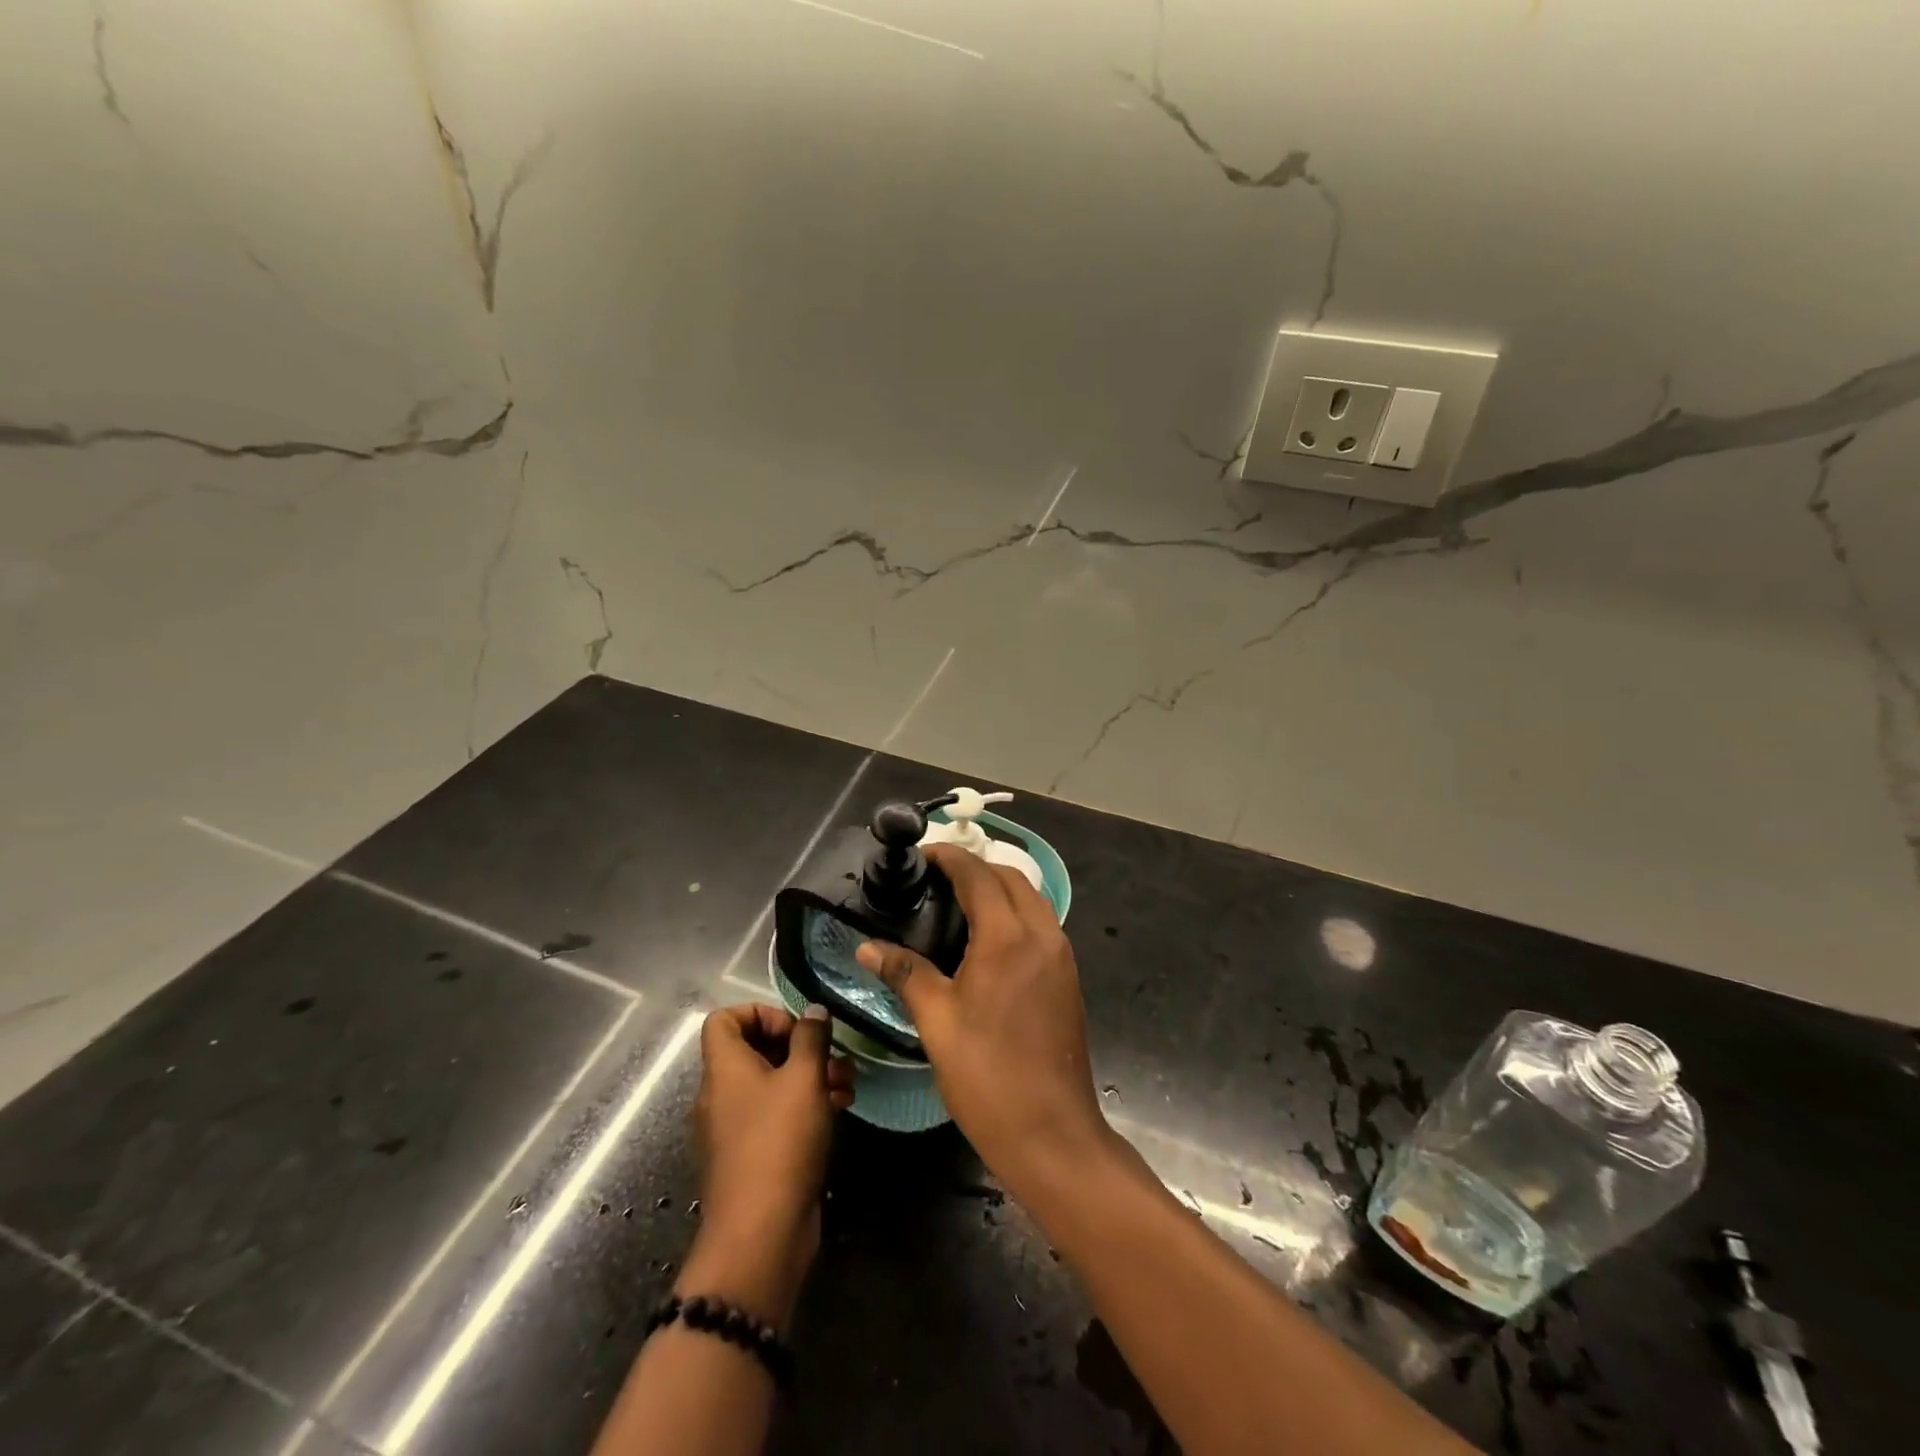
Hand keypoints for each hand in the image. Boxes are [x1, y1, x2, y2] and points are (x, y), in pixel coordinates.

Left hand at [680, 1004, 854, 1331]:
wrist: (760, 1236)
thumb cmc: (779, 1143)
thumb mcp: (804, 1079)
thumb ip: (811, 1037)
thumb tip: (813, 1011)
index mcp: (723, 1069)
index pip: (724, 1019)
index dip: (761, 1012)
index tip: (796, 1029)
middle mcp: (719, 1095)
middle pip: (752, 1050)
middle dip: (798, 1047)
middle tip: (833, 1056)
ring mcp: (732, 1129)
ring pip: (770, 1084)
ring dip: (808, 1077)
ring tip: (847, 1084)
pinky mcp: (749, 1157)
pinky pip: (773, 1115)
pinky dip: (802, 1106)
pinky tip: (838, 1110)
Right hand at [855, 844, 1113, 1193]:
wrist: (1053, 1134)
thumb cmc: (988, 1076)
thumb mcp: (937, 1022)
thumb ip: (905, 973)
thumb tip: (867, 947)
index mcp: (1008, 937)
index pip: (978, 875)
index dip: (950, 858)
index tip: (922, 855)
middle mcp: (1042, 934)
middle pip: (1011, 878)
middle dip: (976, 868)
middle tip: (936, 879)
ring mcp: (1061, 956)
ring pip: (1031, 899)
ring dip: (999, 888)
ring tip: (958, 903)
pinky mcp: (1068, 977)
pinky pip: (1042, 925)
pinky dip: (1016, 913)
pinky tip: (987, 939)